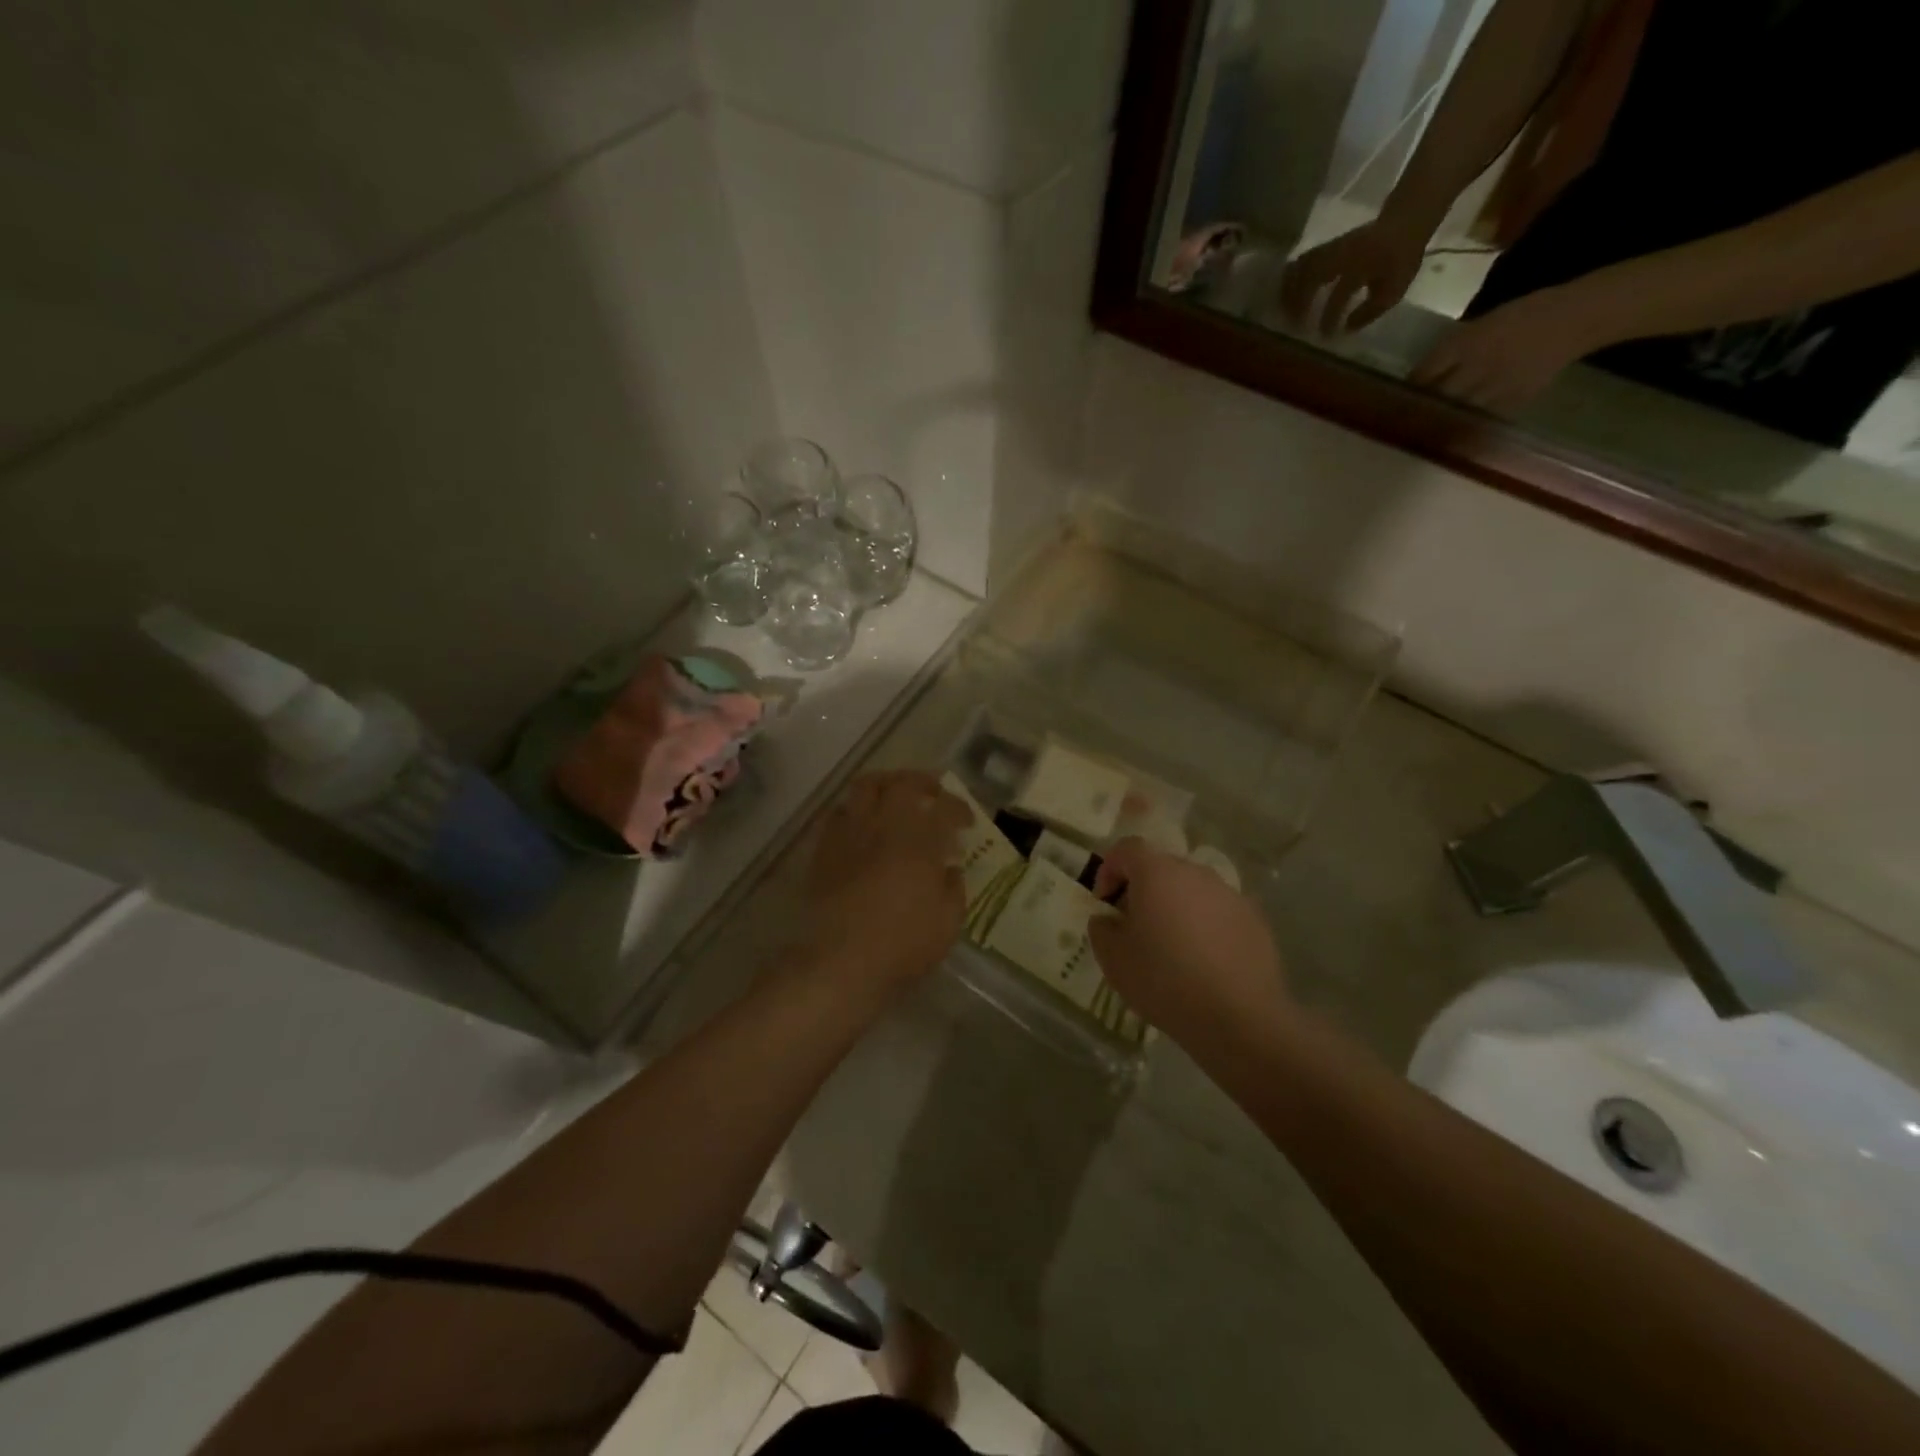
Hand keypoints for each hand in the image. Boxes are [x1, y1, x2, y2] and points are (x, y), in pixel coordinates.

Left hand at [800, 771, 969, 992]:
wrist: (839, 961)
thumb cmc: (902, 944)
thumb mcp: (947, 923)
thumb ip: (954, 888)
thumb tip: (950, 869)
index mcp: (921, 840)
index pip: (945, 807)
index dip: (959, 808)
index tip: (966, 821)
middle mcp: (885, 824)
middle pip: (903, 783)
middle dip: (924, 783)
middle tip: (934, 795)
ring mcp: (851, 832)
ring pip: (866, 786)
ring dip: (886, 784)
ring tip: (895, 796)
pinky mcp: (824, 848)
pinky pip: (839, 812)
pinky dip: (855, 809)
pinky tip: (862, 824)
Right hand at [1087, 839, 1289, 1049]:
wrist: (1239, 1017)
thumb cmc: (1164, 980)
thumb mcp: (1113, 959)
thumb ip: (1101, 929)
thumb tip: (1108, 919)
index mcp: (1157, 873)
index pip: (1127, 849)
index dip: (1109, 870)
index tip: (1104, 902)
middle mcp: (1196, 873)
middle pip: (1161, 868)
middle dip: (1143, 890)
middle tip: (1134, 926)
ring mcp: (1230, 894)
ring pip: (1192, 890)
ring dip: (1176, 908)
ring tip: (1171, 947)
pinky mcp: (1255, 919)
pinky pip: (1219, 912)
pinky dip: (1205, 926)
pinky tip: (1203, 962)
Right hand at [1280, 218, 1428, 335]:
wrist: (1406, 220)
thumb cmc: (1401, 257)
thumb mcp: (1394, 289)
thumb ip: (1370, 311)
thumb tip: (1345, 329)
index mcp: (1360, 264)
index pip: (1340, 293)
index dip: (1329, 316)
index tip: (1322, 335)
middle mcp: (1341, 254)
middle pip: (1309, 276)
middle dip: (1297, 302)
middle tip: (1292, 325)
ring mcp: (1332, 248)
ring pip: (1300, 267)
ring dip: (1289, 290)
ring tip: (1284, 311)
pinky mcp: (1326, 248)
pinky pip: (1302, 263)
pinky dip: (1292, 279)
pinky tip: (1289, 294)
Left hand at [1410, 286, 1602, 413]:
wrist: (1574, 318)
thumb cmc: (1525, 313)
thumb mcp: (1482, 323)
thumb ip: (1453, 348)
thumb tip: (1426, 372)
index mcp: (1465, 343)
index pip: (1425, 372)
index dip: (1411, 387)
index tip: (1399, 396)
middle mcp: (1474, 366)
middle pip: (1436, 395)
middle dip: (1420, 407)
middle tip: (1407, 418)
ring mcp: (1493, 385)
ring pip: (1456, 409)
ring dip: (1440, 419)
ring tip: (1426, 429)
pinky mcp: (1512, 399)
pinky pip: (1481, 417)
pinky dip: (1467, 424)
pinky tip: (1457, 430)